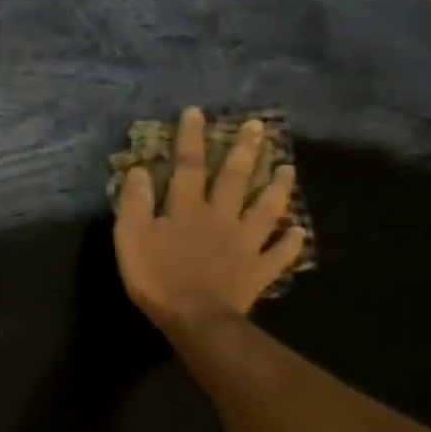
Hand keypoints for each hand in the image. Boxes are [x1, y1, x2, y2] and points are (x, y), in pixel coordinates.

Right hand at [113, 107, 306, 336]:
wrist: (195, 319)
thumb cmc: (157, 277)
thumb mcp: (130, 237)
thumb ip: (135, 203)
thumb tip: (140, 170)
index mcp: (186, 209)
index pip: (188, 166)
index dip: (191, 138)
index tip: (197, 112)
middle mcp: (220, 217)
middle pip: (234, 179)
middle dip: (244, 151)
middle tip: (258, 126)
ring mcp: (245, 243)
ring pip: (265, 209)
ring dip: (277, 188)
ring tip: (289, 168)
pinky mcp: (259, 270)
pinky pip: (279, 254)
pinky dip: (291, 242)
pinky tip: (300, 231)